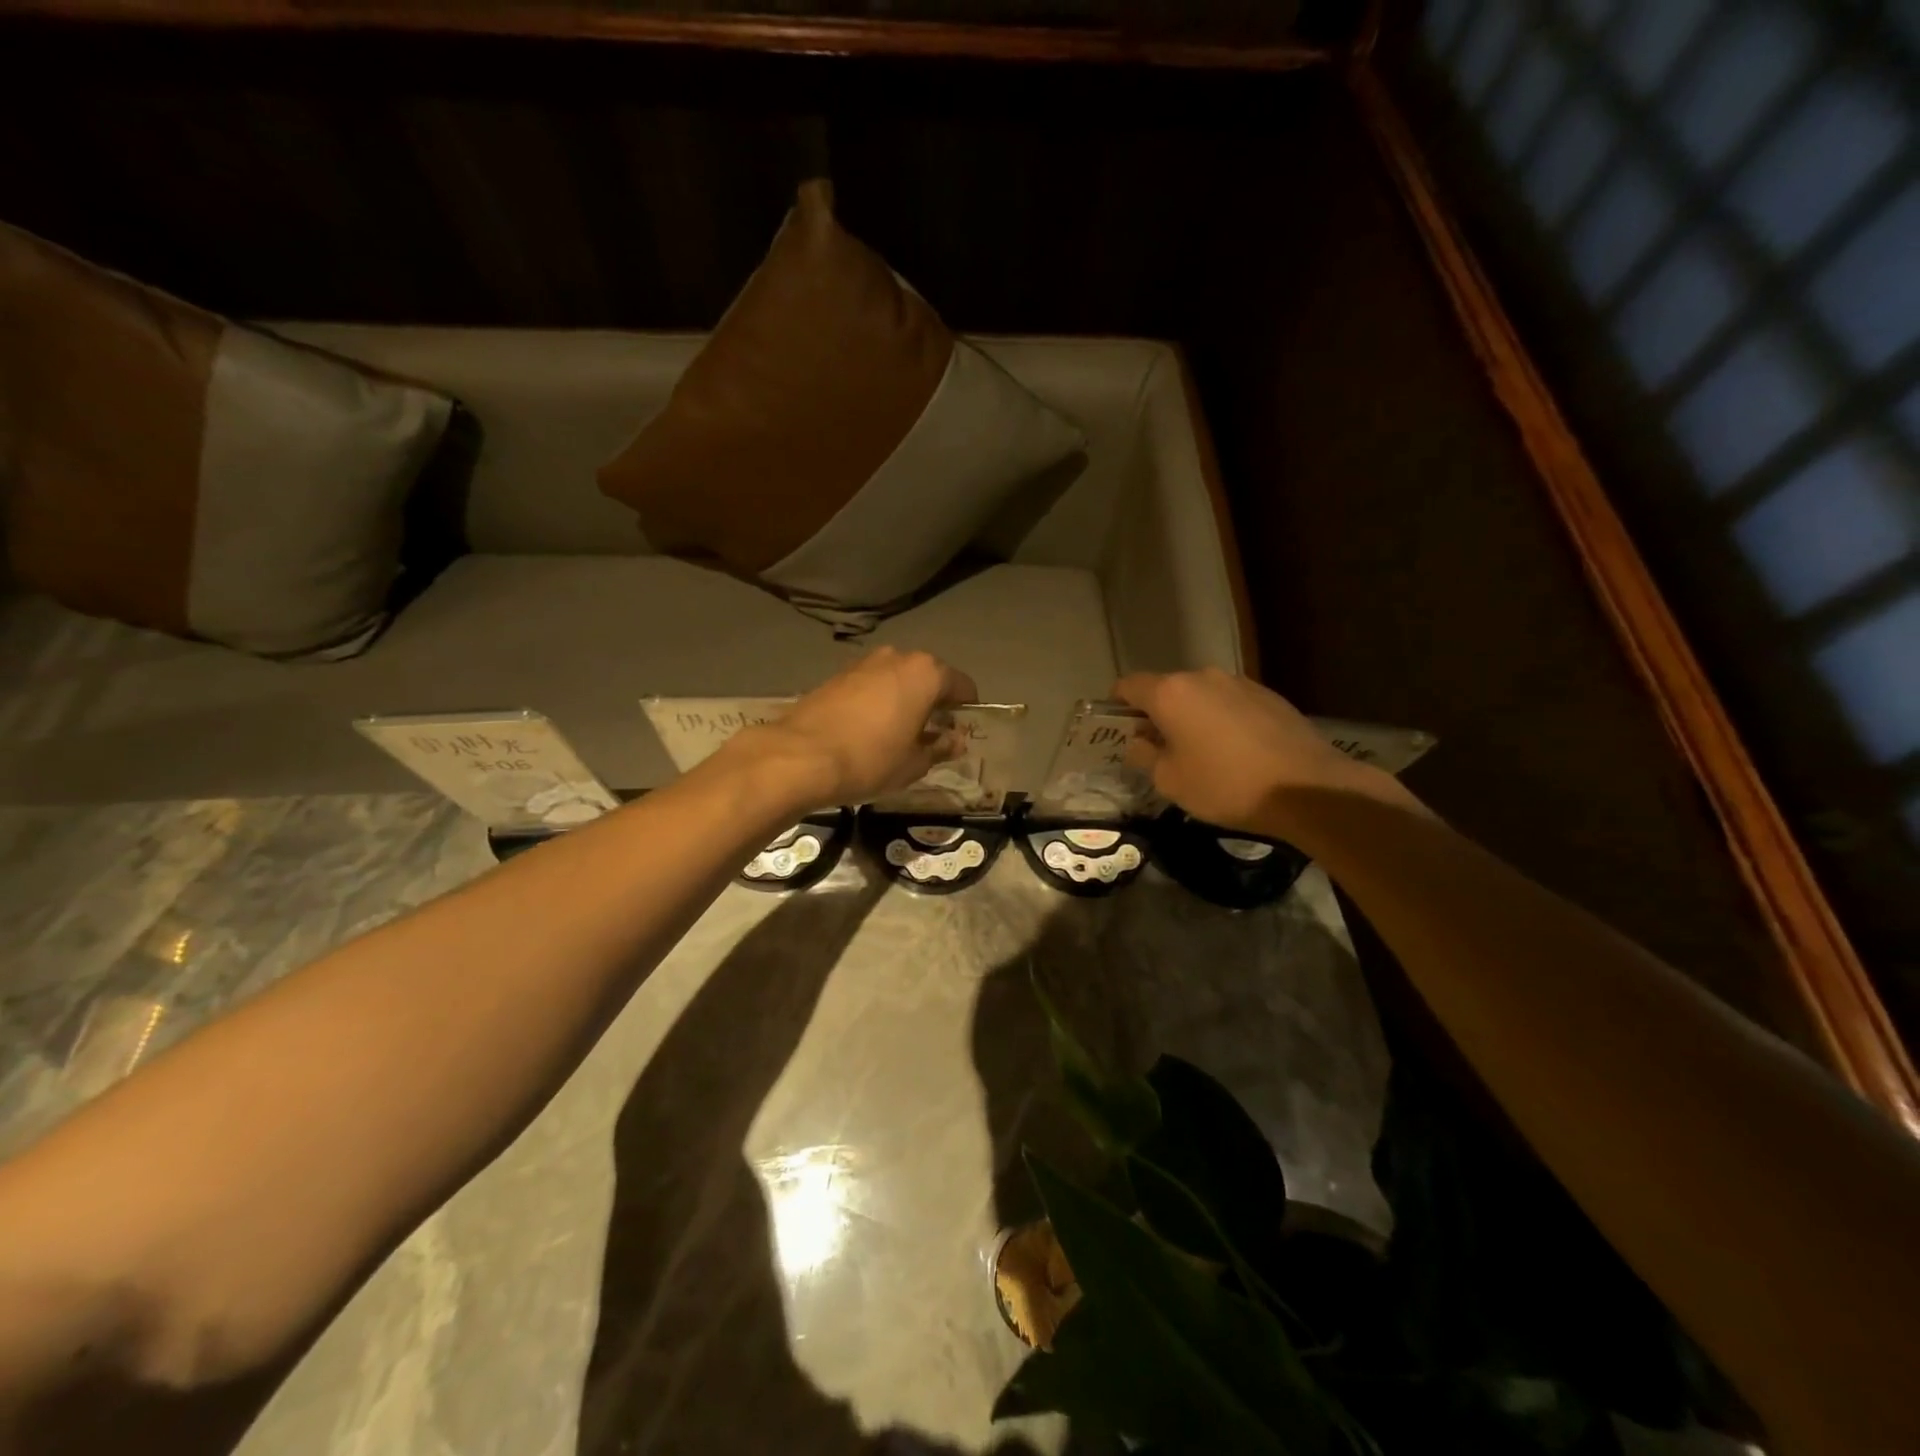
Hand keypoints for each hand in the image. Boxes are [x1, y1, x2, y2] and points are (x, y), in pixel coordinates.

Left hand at [727, 648, 977, 808]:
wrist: (800, 757)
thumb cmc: (871, 760)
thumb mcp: (914, 763)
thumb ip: (940, 747)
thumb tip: (955, 741)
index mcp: (926, 673)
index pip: (963, 686)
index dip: (967, 711)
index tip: (961, 734)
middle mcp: (898, 657)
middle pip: (929, 678)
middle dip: (934, 703)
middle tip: (931, 737)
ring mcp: (864, 663)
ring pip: (898, 680)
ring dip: (904, 701)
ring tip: (898, 735)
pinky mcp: (837, 675)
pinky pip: (872, 686)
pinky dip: (878, 702)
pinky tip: (870, 731)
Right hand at [1116, 668, 1406, 834]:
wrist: (1306, 786)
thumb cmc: (1225, 785)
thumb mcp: (1170, 780)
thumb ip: (1145, 755)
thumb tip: (1140, 741)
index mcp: (1171, 693)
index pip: (1128, 685)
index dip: (1117, 706)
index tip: (1120, 729)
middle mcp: (1202, 677)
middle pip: (1166, 689)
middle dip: (1157, 714)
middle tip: (1161, 749)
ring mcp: (1239, 683)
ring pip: (1200, 696)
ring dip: (1192, 717)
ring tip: (1202, 752)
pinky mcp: (1268, 695)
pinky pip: (1230, 703)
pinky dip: (1222, 720)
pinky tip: (1236, 752)